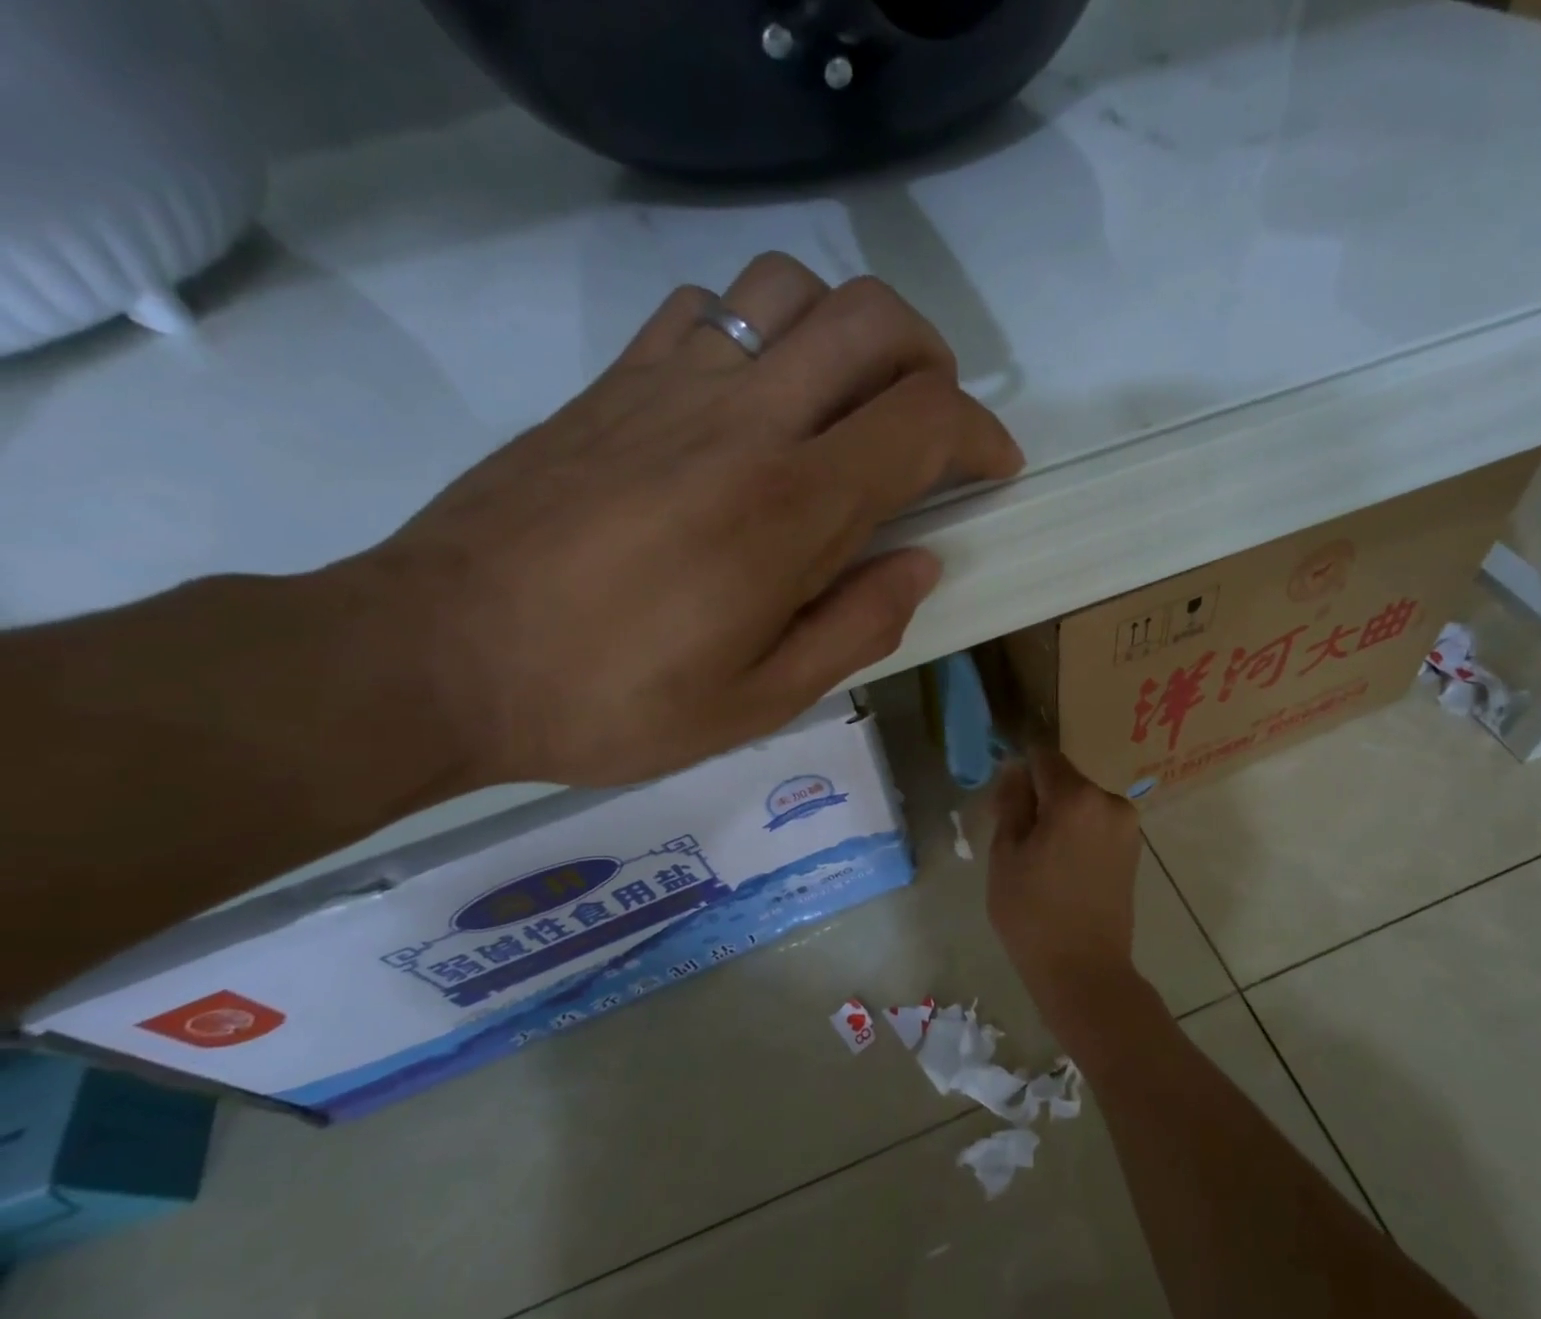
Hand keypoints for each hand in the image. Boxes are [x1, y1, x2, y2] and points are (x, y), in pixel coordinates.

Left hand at [345, 252, 1022, 787]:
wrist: (437, 657)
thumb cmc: (612, 699)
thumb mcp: (760, 702)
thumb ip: (857, 626)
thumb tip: (920, 563)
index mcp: (788, 508)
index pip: (923, 419)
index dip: (980, 435)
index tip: (993, 470)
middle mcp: (741, 420)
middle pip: (872, 319)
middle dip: (932, 359)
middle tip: (931, 425)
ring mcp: (670, 386)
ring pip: (788, 286)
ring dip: (844, 332)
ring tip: (843, 405)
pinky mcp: (612, 384)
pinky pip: (704, 309)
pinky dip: (756, 334)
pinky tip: (748, 402)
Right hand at [988, 746, 1142, 1030]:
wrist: (1084, 969)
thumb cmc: (1032, 912)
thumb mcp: (1006, 853)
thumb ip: (1012, 802)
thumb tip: (1017, 770)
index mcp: (1077, 797)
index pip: (1043, 756)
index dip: (1019, 770)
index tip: (1003, 797)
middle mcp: (1110, 801)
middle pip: (1064, 778)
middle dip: (1039, 795)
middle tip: (1014, 834)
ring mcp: (1127, 826)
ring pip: (1080, 801)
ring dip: (1058, 815)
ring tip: (1037, 856)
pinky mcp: (1133, 848)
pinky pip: (1096, 822)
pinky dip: (1077, 831)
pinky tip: (1061, 866)